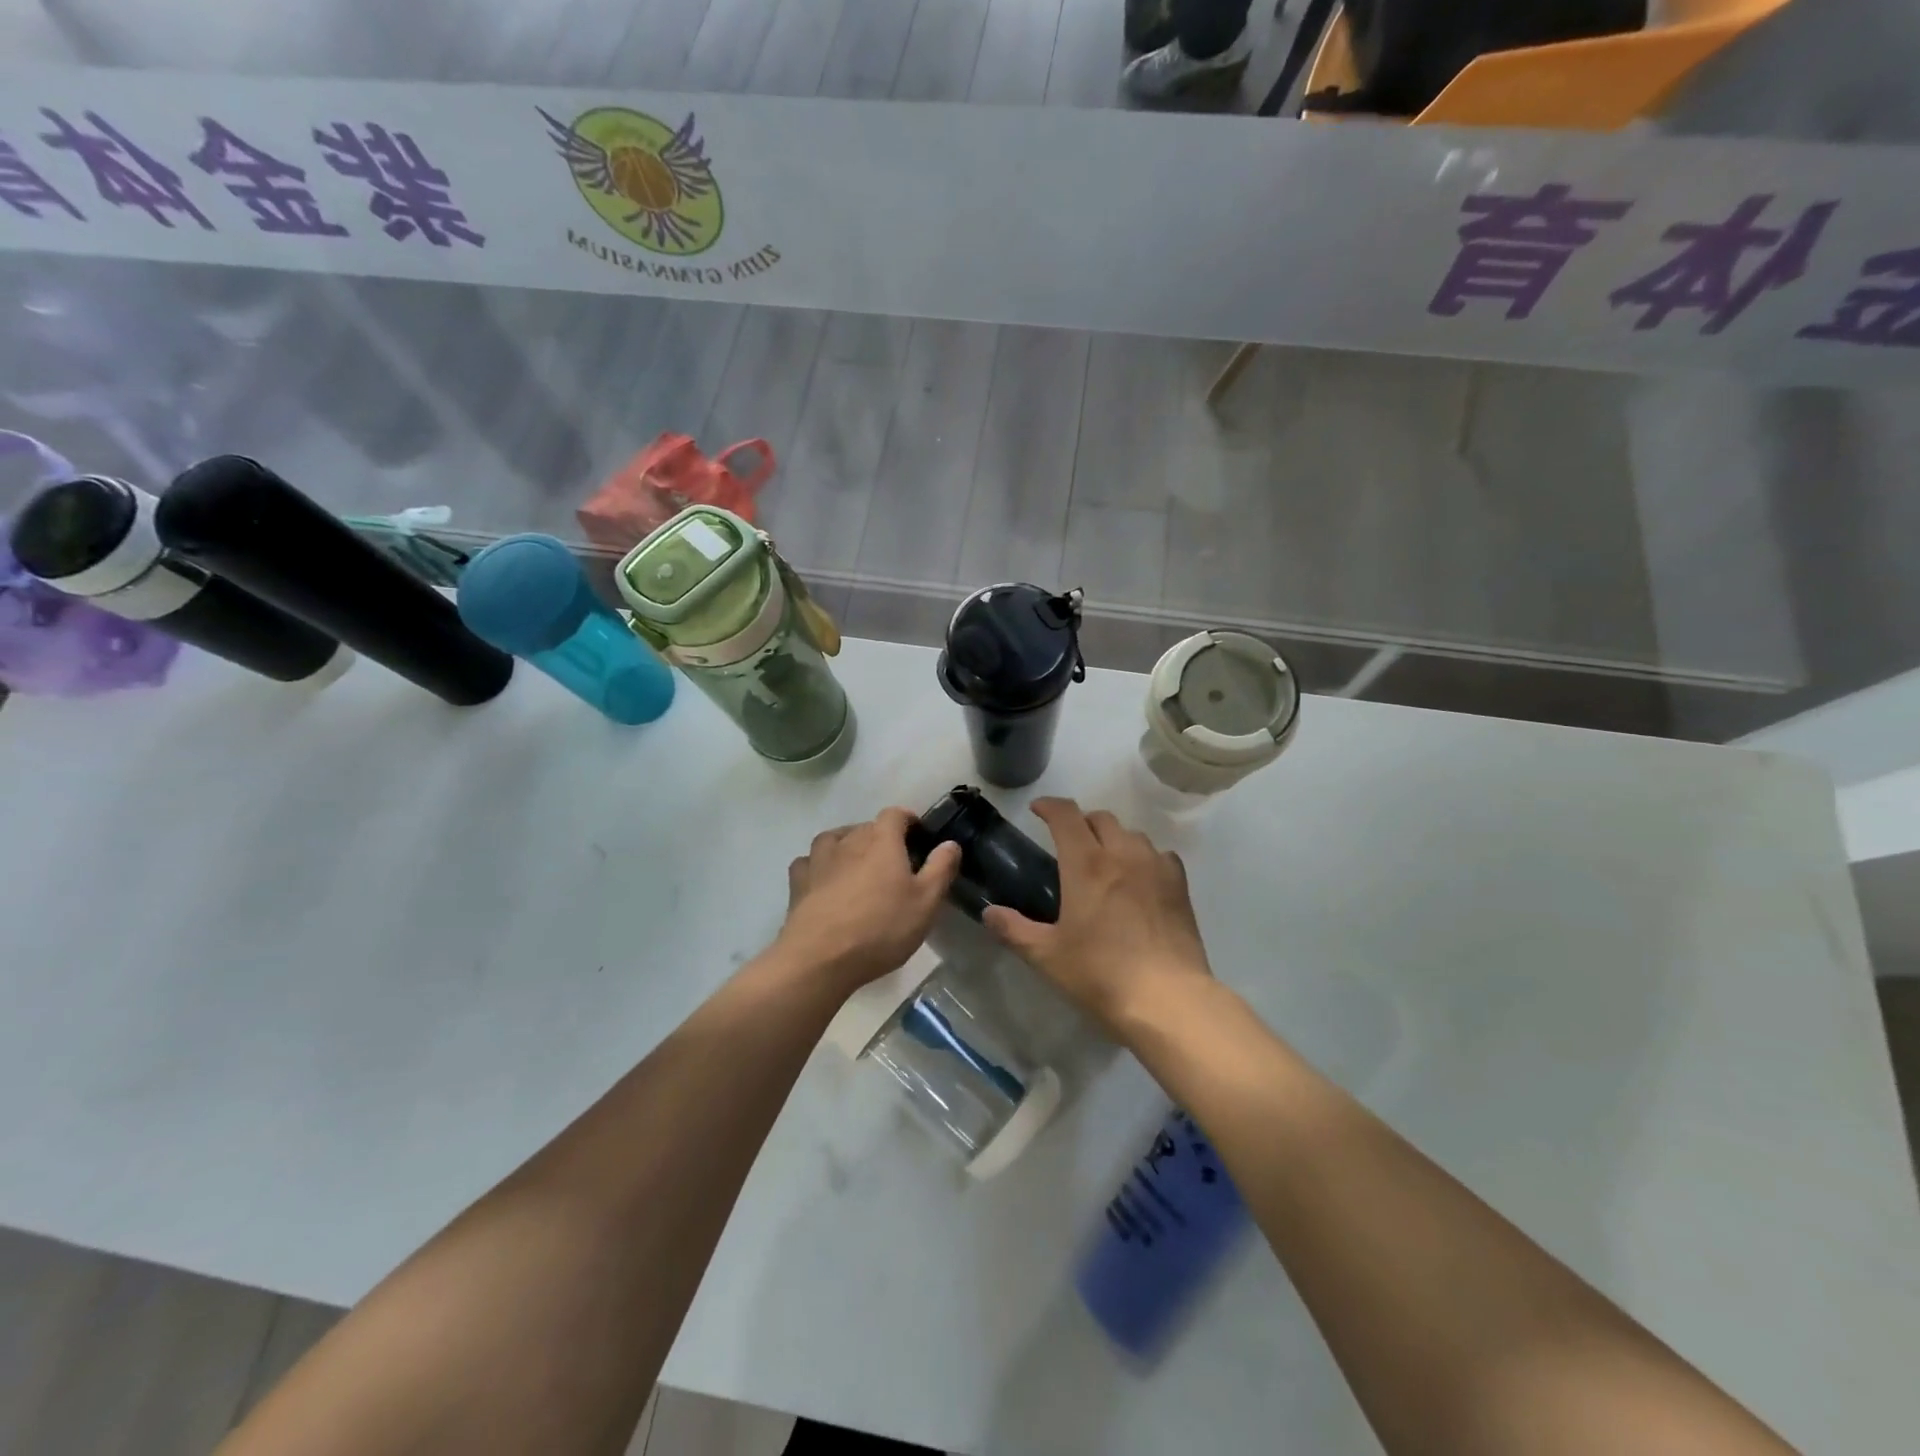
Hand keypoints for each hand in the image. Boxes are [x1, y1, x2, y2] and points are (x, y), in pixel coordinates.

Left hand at [777, 807, 961, 992]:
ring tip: (857, 864)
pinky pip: (809, 862)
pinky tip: (824, 880)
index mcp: (882, 841)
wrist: (820, 958)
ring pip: (834, 838)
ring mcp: (819, 859)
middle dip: (881, 837)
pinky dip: (818, 865)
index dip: (908, 820)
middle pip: (866, 826)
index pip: (895, 814)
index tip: (918, 835)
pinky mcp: (798, 882)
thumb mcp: (925, 903)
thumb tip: (950, 843)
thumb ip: (940, 869)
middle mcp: (849, 841)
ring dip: (847, 845)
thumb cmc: (881, 928)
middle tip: (894, 863)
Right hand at [984, 798, 1211, 1030]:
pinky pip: (1159, 855)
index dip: (1049, 806)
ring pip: (1131, 833)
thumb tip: (989, 913)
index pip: (1066, 815)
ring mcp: (1155, 866)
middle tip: (1067, 842)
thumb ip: (1014, 929)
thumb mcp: (1047, 955)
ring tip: (1104, 861)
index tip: (1037, 810)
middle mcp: (1122, 853)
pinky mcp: (1180, 885)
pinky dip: (1143, 857)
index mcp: (1086, 863)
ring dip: (1112, 838)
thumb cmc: (1100, 973)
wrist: (1167, 998)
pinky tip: (1139, 879)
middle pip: (1100, 818)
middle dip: (1080, 822)